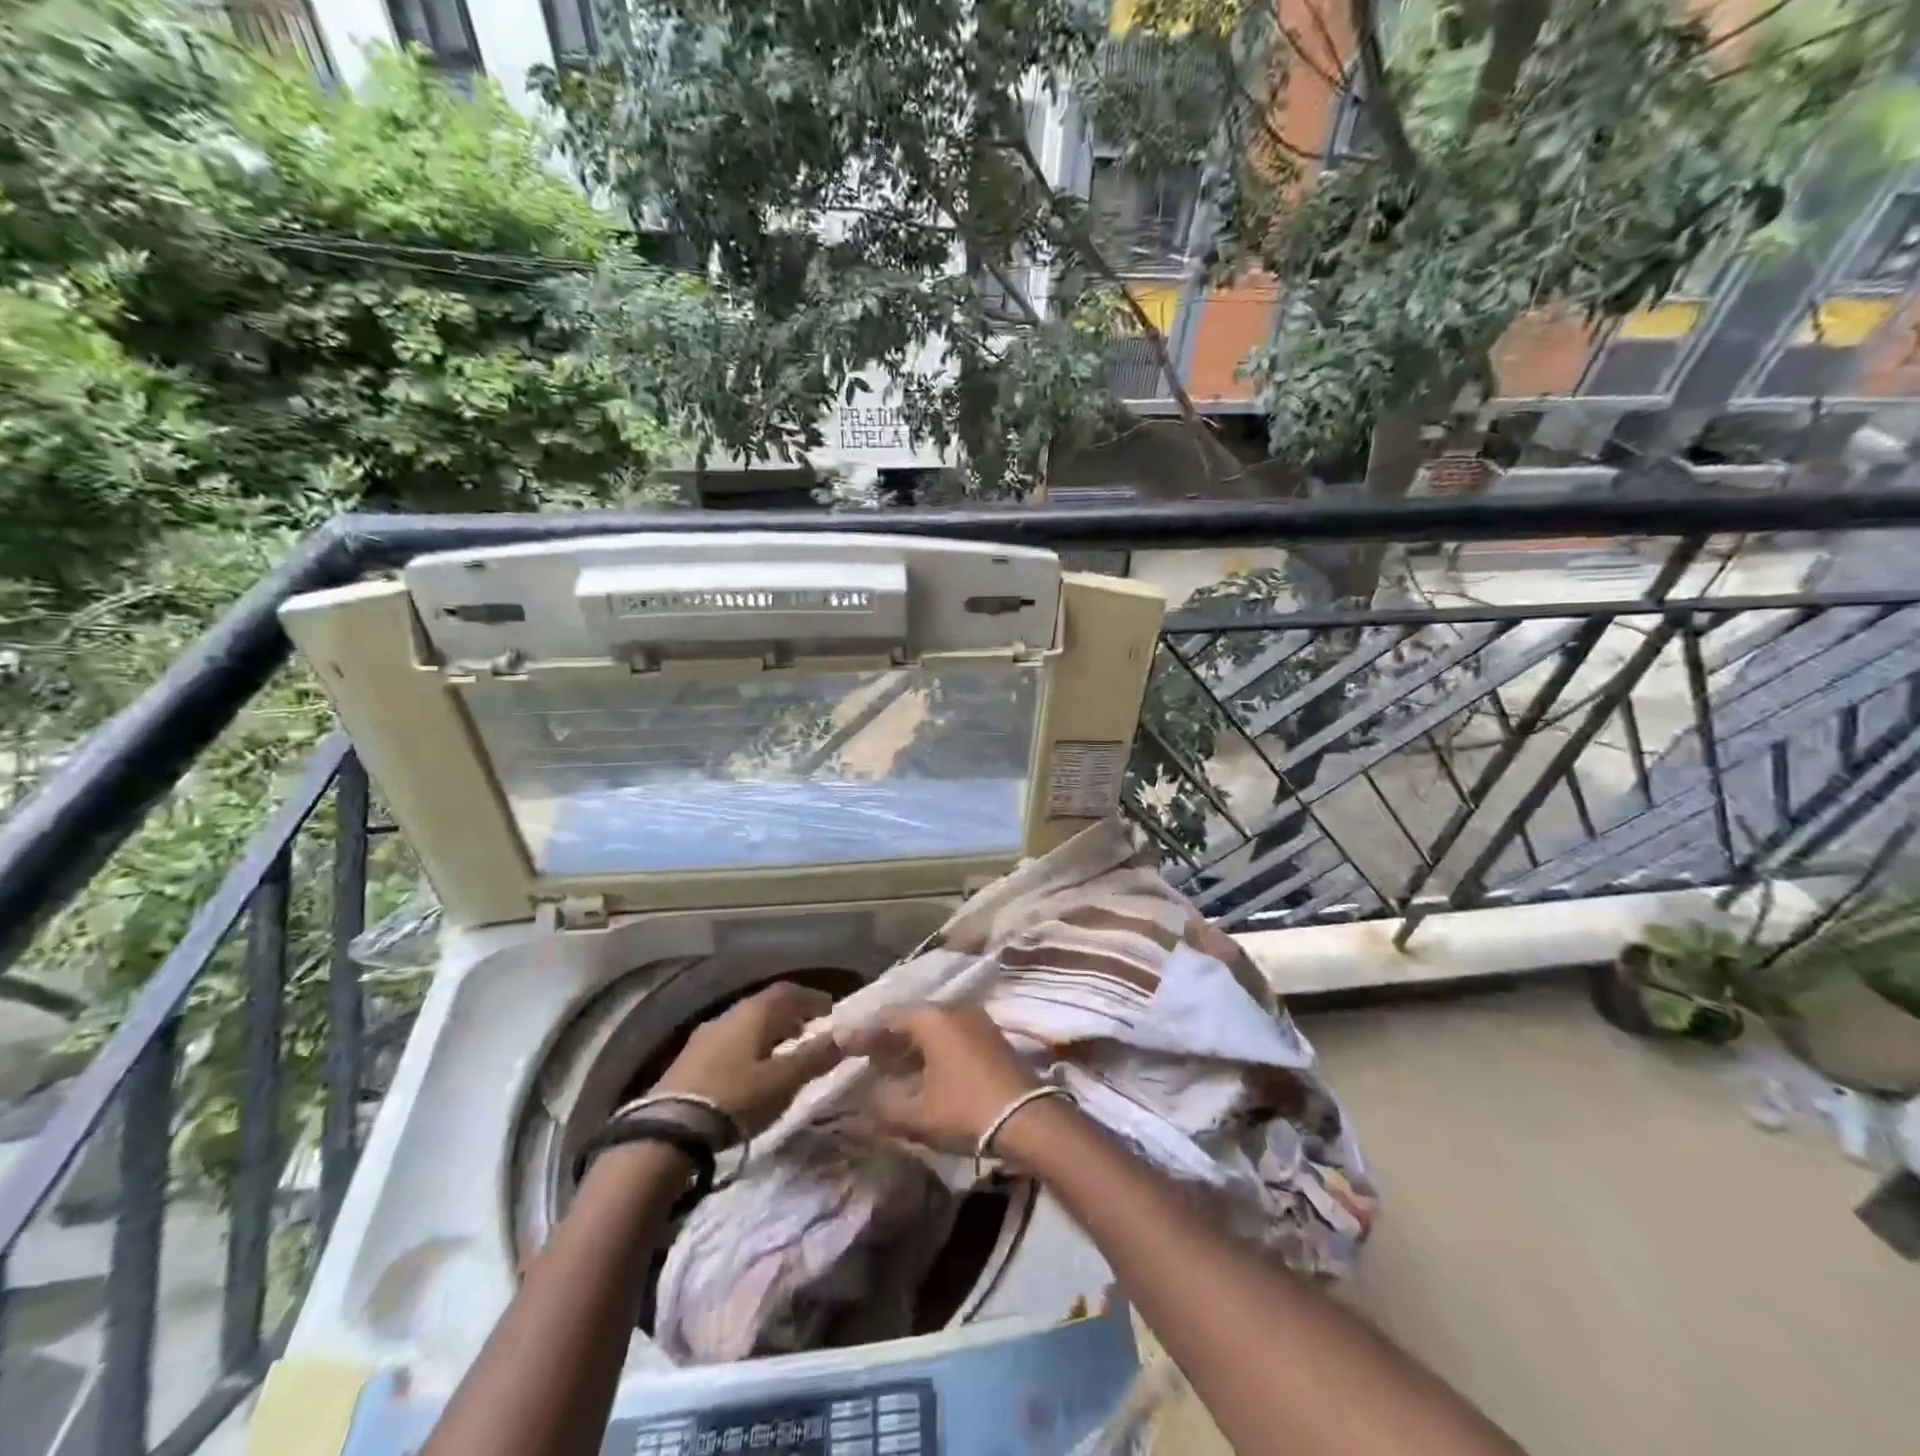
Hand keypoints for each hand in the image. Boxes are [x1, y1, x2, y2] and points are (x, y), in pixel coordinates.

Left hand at [650, 981, 841, 1139]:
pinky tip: (752, 1069)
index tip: (831, 1010)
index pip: (789, 991)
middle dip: (791, 1014)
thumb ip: (815, 1057)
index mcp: (754, 1012)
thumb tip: (844, 1036)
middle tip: (810, 1030)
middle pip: (766, 1005)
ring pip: (746, 1024)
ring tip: (784, 1051)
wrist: (669, 1129)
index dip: (812, 998)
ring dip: (769, 1032)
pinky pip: (730, 1042)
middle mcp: (729, 1014)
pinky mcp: (689, 1059)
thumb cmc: (736, 1097)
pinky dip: (749, 1047)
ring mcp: (705, 1035)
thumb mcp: (783, 1081)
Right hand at [838, 1005, 1043, 1152]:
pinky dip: (932, 1048)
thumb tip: (863, 1102)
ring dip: (911, 1043)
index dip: (863, 1033)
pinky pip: (952, 1035)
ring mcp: (977, 1022)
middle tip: (864, 1053)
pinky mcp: (992, 1038)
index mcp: (932, 1019)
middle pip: (912, 1019)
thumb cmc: (966, 1110)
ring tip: (889, 1063)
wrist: (1029, 1119)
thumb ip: (884, 1107)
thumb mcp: (918, 1115)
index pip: (888, 1018)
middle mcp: (954, 1010)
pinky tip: (924, 1069)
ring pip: (934, 1027)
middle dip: (887, 1037)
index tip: (842, 1043)